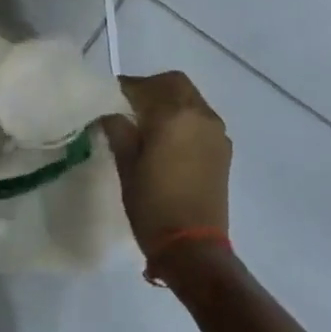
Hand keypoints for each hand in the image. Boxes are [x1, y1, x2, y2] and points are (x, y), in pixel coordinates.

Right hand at [101, 71, 231, 269]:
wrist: (193, 247)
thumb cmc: (152, 204)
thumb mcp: (126, 165)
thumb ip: (119, 130)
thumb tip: (111, 114)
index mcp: (174, 115)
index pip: (145, 86)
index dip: (124, 88)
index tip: (108, 98)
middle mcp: (200, 115)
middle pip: (175, 84)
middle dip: (151, 89)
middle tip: (129, 106)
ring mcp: (216, 133)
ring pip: (191, 100)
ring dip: (169, 102)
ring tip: (146, 124)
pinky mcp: (223, 150)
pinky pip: (201, 120)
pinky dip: (184, 119)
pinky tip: (167, 140)